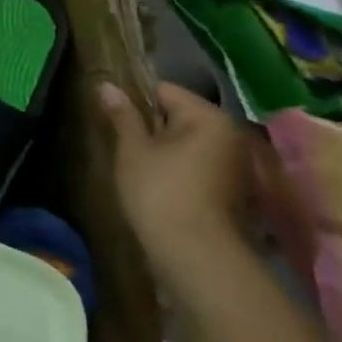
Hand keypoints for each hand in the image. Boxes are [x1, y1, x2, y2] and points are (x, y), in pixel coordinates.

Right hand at [98, 80, 250, 268]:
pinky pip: (199, 166)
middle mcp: (230, 134)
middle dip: (151, 127)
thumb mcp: (133, 150)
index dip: (134, 100)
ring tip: (137, 167)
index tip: (112, 118)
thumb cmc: (160, 192)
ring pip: (189, 144)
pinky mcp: (233, 191)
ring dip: (165, 151)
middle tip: (122, 145)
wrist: (196, 256)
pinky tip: (159, 187)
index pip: (164, 90)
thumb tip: (105, 85)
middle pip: (180, 116)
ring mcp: (236, 165)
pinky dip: (180, 171)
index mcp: (208, 116)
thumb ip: (122, 115)